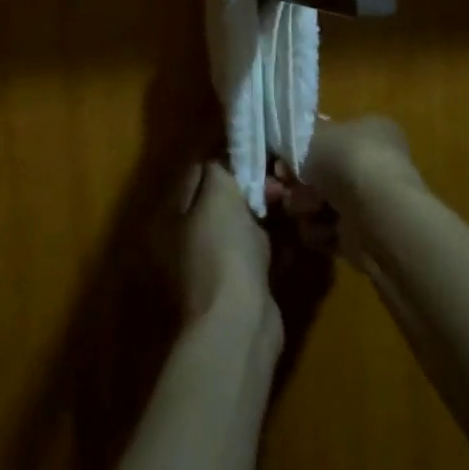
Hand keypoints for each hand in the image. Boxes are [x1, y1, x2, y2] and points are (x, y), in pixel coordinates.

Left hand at [178, 161, 279, 336]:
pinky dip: (275, 240)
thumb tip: (225, 157)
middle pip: (221, 199)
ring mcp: (214, 263)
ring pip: (242, 224)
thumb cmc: (223, 250)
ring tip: (290, 197)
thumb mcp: (217, 195)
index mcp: (173, 216)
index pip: (199, 172)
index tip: (258, 147)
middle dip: (251, 185)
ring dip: (265, 211)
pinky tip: (295, 228)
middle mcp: (187, 238)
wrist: (239, 322)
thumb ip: (219, 169)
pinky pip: (257, 251)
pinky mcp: (240, 283)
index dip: (227, 157)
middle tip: (279, 177)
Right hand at [266, 116, 424, 271]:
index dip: (300, 149)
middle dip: (296, 184)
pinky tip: (323, 229)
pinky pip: (328, 231)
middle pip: (320, 174)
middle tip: (280, 188)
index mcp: (369, 130)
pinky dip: (320, 231)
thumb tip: (286, 149)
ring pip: (319, 204)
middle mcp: (373, 163)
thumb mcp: (310, 134)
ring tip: (306, 210)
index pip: (328, 137)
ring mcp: (370, 200)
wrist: (376, 212)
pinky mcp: (364, 235)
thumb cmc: (344, 160)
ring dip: (305, 208)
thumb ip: (293, 138)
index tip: (280, 160)